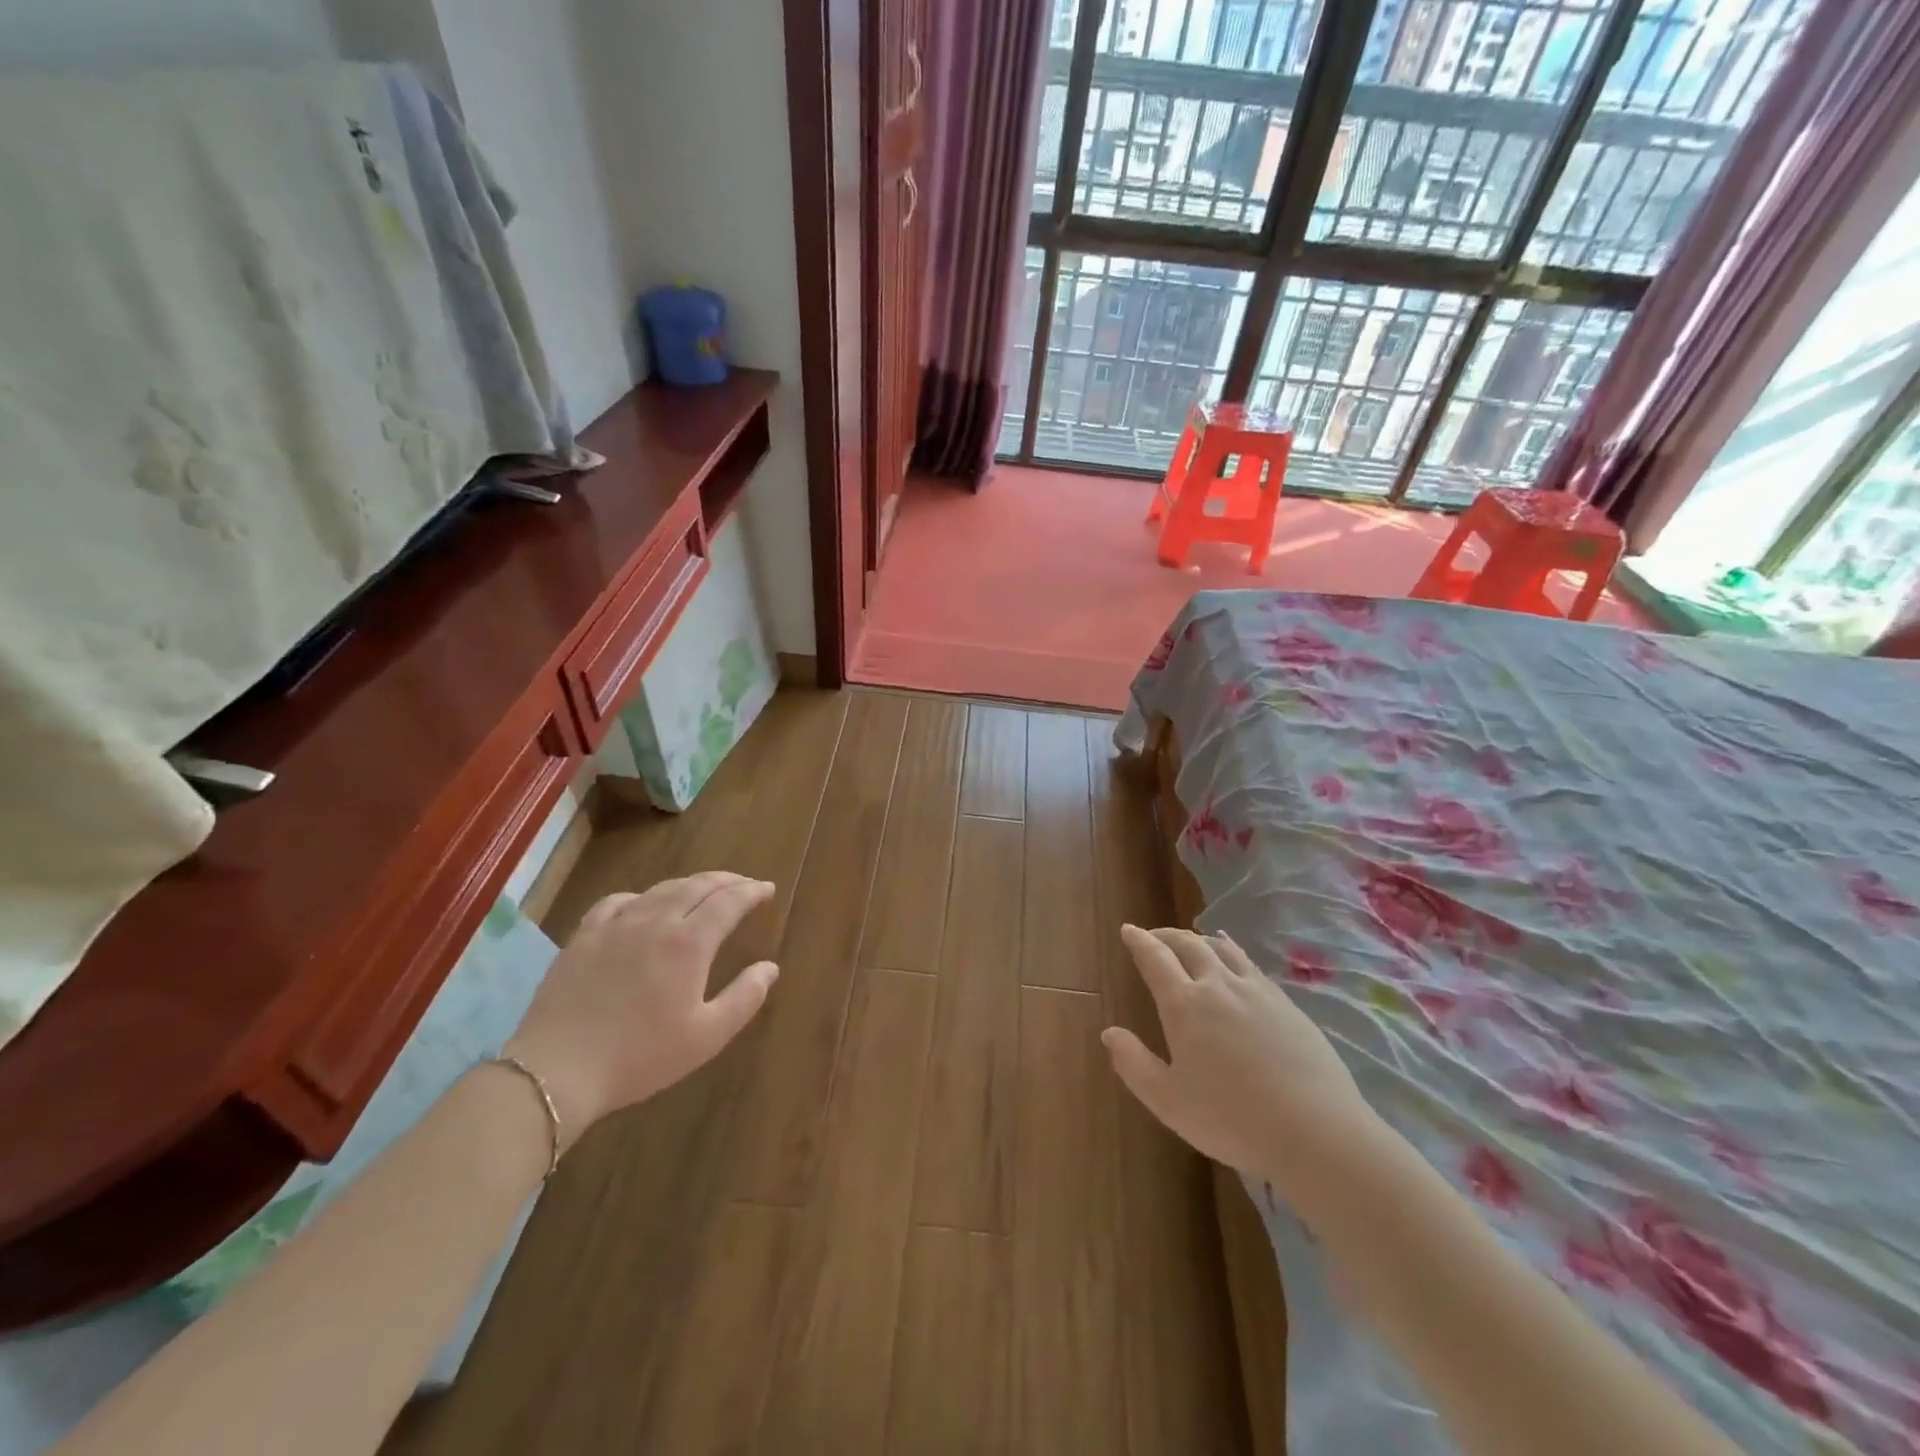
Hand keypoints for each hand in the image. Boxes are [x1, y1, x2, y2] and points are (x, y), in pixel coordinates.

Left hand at [503, 873, 778, 1147]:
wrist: (557, 1070)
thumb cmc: (640, 1057)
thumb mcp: (706, 1036)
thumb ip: (744, 998)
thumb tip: (769, 967)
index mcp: (689, 943)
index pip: (729, 902)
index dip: (752, 891)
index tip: (767, 889)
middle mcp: (656, 921)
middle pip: (697, 886)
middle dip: (727, 881)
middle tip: (745, 884)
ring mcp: (616, 925)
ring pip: (661, 889)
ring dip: (690, 884)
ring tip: (704, 890)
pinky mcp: (584, 937)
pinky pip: (618, 901)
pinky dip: (642, 896)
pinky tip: (643, 906)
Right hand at [1102, 925, 1385, 1209]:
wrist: (1316, 1131)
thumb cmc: (1232, 1118)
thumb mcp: (1168, 1102)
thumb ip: (1134, 1064)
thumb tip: (1109, 1033)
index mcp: (1184, 1005)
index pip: (1155, 959)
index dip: (1139, 942)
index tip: (1128, 930)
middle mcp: (1218, 986)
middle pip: (1189, 945)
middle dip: (1167, 936)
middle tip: (1154, 936)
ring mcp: (1257, 991)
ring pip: (1222, 949)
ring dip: (1200, 940)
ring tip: (1192, 942)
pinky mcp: (1287, 1004)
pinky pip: (1251, 964)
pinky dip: (1232, 953)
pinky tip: (1235, 963)